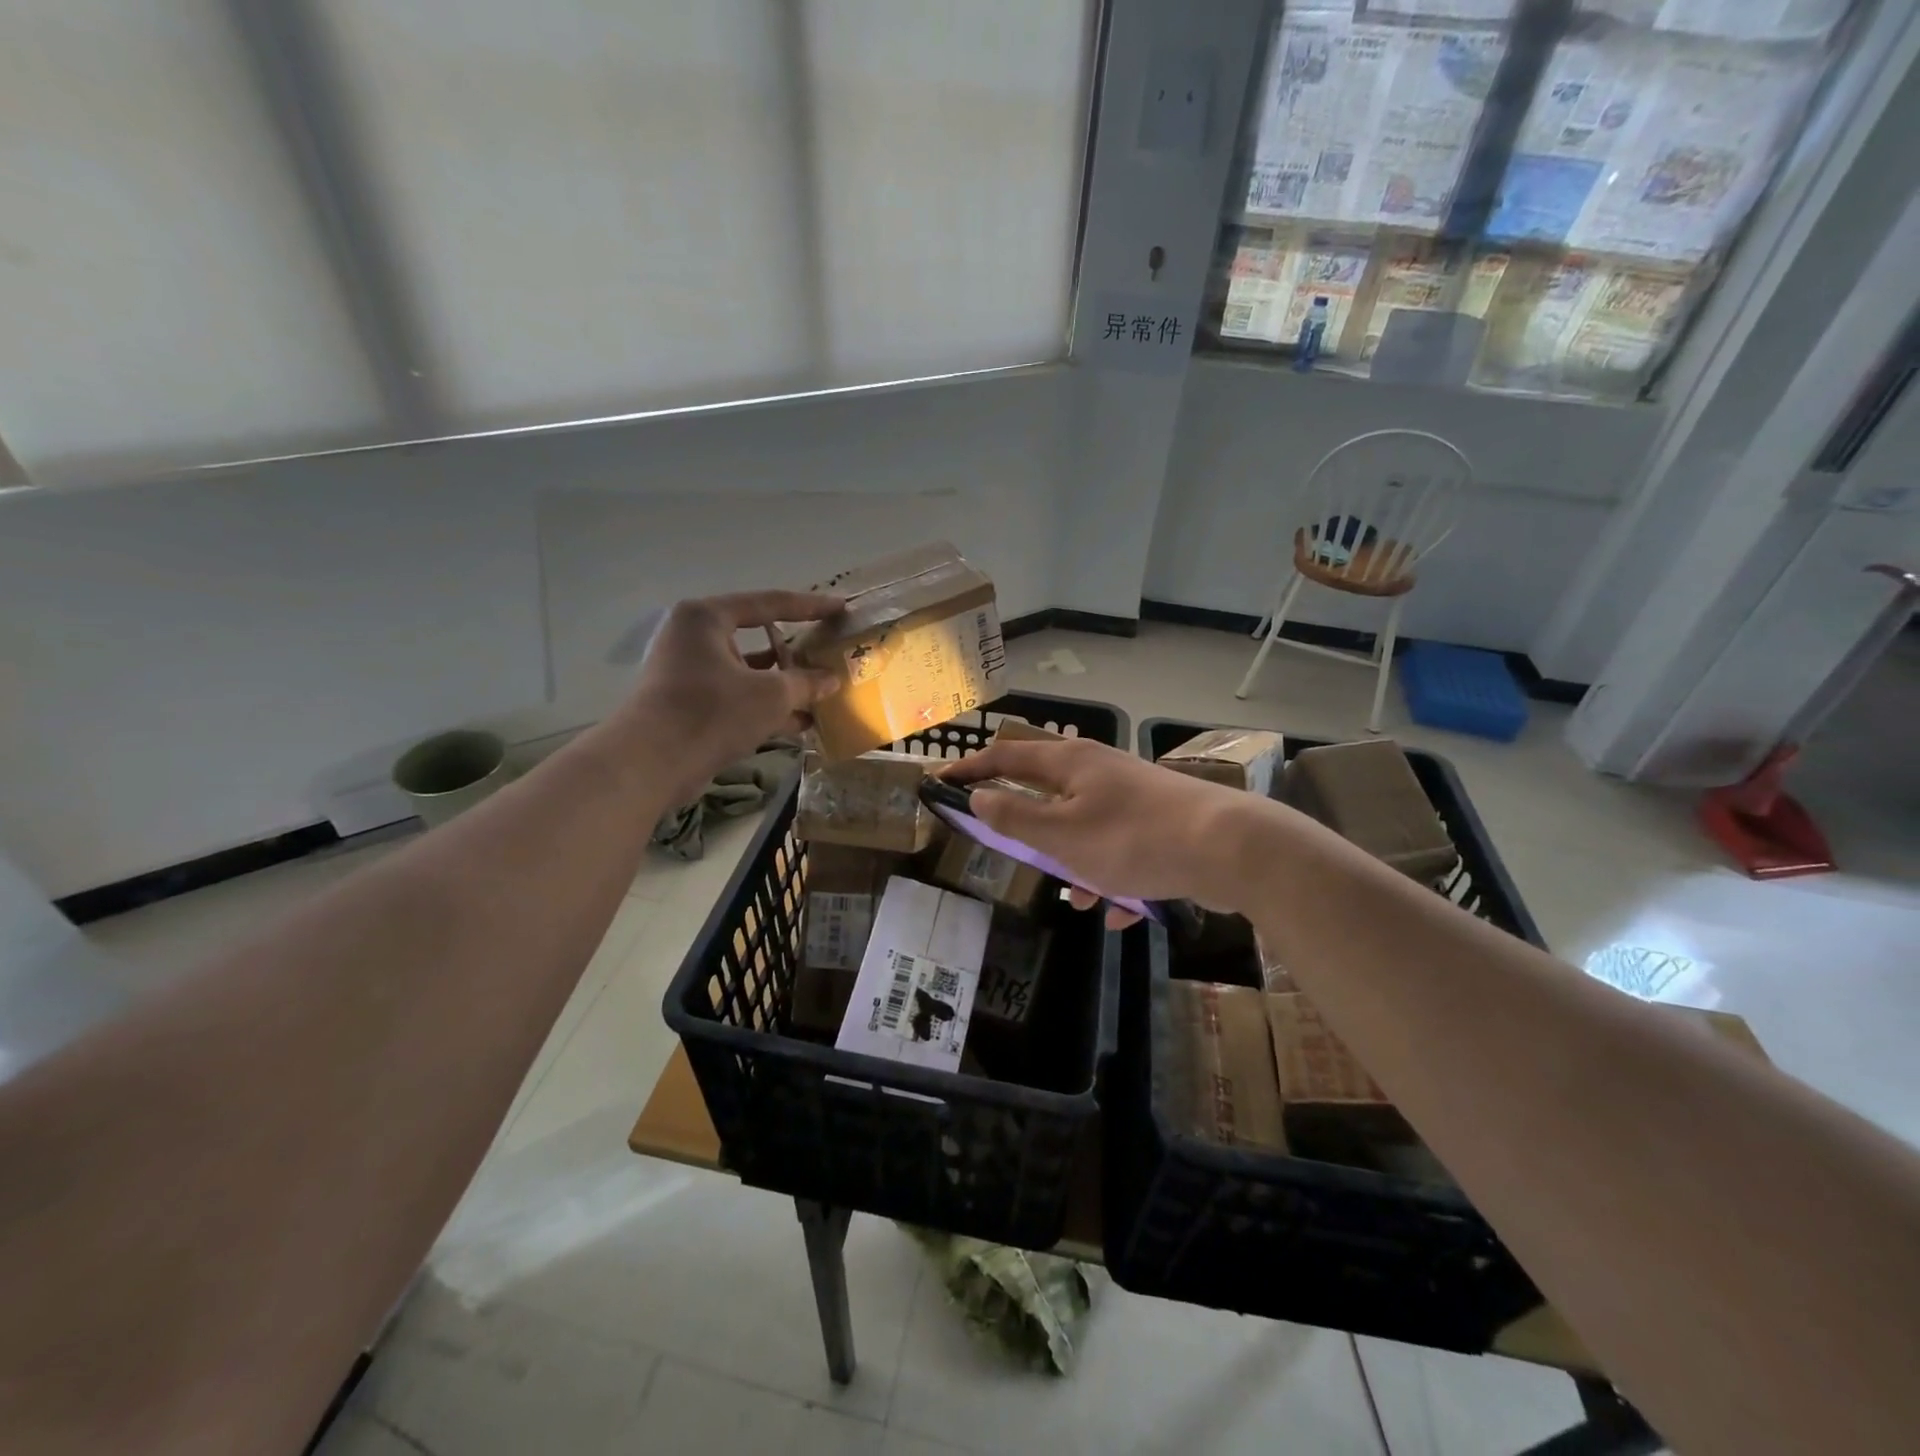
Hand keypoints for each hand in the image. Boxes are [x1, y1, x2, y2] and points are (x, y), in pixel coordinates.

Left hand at [622, 590, 842, 800]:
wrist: (651, 763)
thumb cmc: (712, 712)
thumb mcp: (771, 695)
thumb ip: (806, 683)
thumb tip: (832, 680)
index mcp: (706, 618)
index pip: (768, 603)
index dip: (810, 606)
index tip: (841, 608)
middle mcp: (694, 638)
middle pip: (756, 637)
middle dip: (795, 651)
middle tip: (829, 649)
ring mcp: (689, 673)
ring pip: (748, 672)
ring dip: (784, 684)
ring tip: (822, 691)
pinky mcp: (690, 705)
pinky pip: (737, 697)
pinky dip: (765, 707)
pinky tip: (801, 723)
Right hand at [941, 737, 1277, 925]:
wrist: (1229, 848)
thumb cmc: (1133, 839)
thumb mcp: (1062, 835)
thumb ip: (1015, 818)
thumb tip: (978, 798)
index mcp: (1071, 763)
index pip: (1006, 756)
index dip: (971, 768)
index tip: (941, 781)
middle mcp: (1099, 770)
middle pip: (1046, 788)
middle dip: (1025, 821)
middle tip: (1005, 842)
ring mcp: (1132, 796)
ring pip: (1084, 826)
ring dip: (1071, 859)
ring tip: (1074, 895)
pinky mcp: (1159, 823)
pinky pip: (1120, 850)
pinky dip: (1111, 878)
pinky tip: (1117, 913)